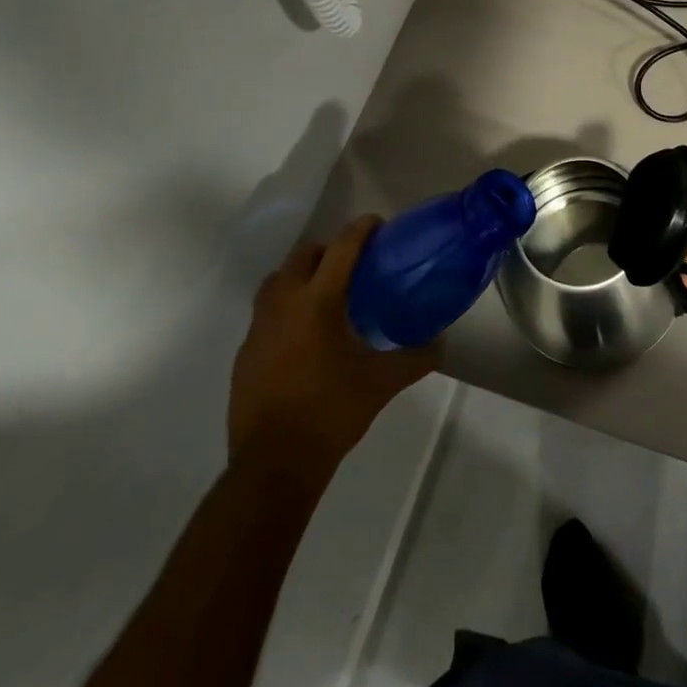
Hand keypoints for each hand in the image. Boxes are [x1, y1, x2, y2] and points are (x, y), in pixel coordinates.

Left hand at [228, 216, 438, 464]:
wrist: (274, 462)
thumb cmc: (331, 413)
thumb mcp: (382, 384)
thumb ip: (415, 359)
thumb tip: (441, 343)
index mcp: (319, 302)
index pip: (341, 248)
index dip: (361, 229)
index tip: (377, 223)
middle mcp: (284, 303)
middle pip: (304, 255)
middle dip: (328, 250)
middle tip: (352, 264)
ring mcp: (259, 327)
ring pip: (278, 280)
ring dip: (301, 275)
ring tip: (324, 293)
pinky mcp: (245, 350)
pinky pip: (265, 312)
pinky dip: (285, 307)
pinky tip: (302, 334)